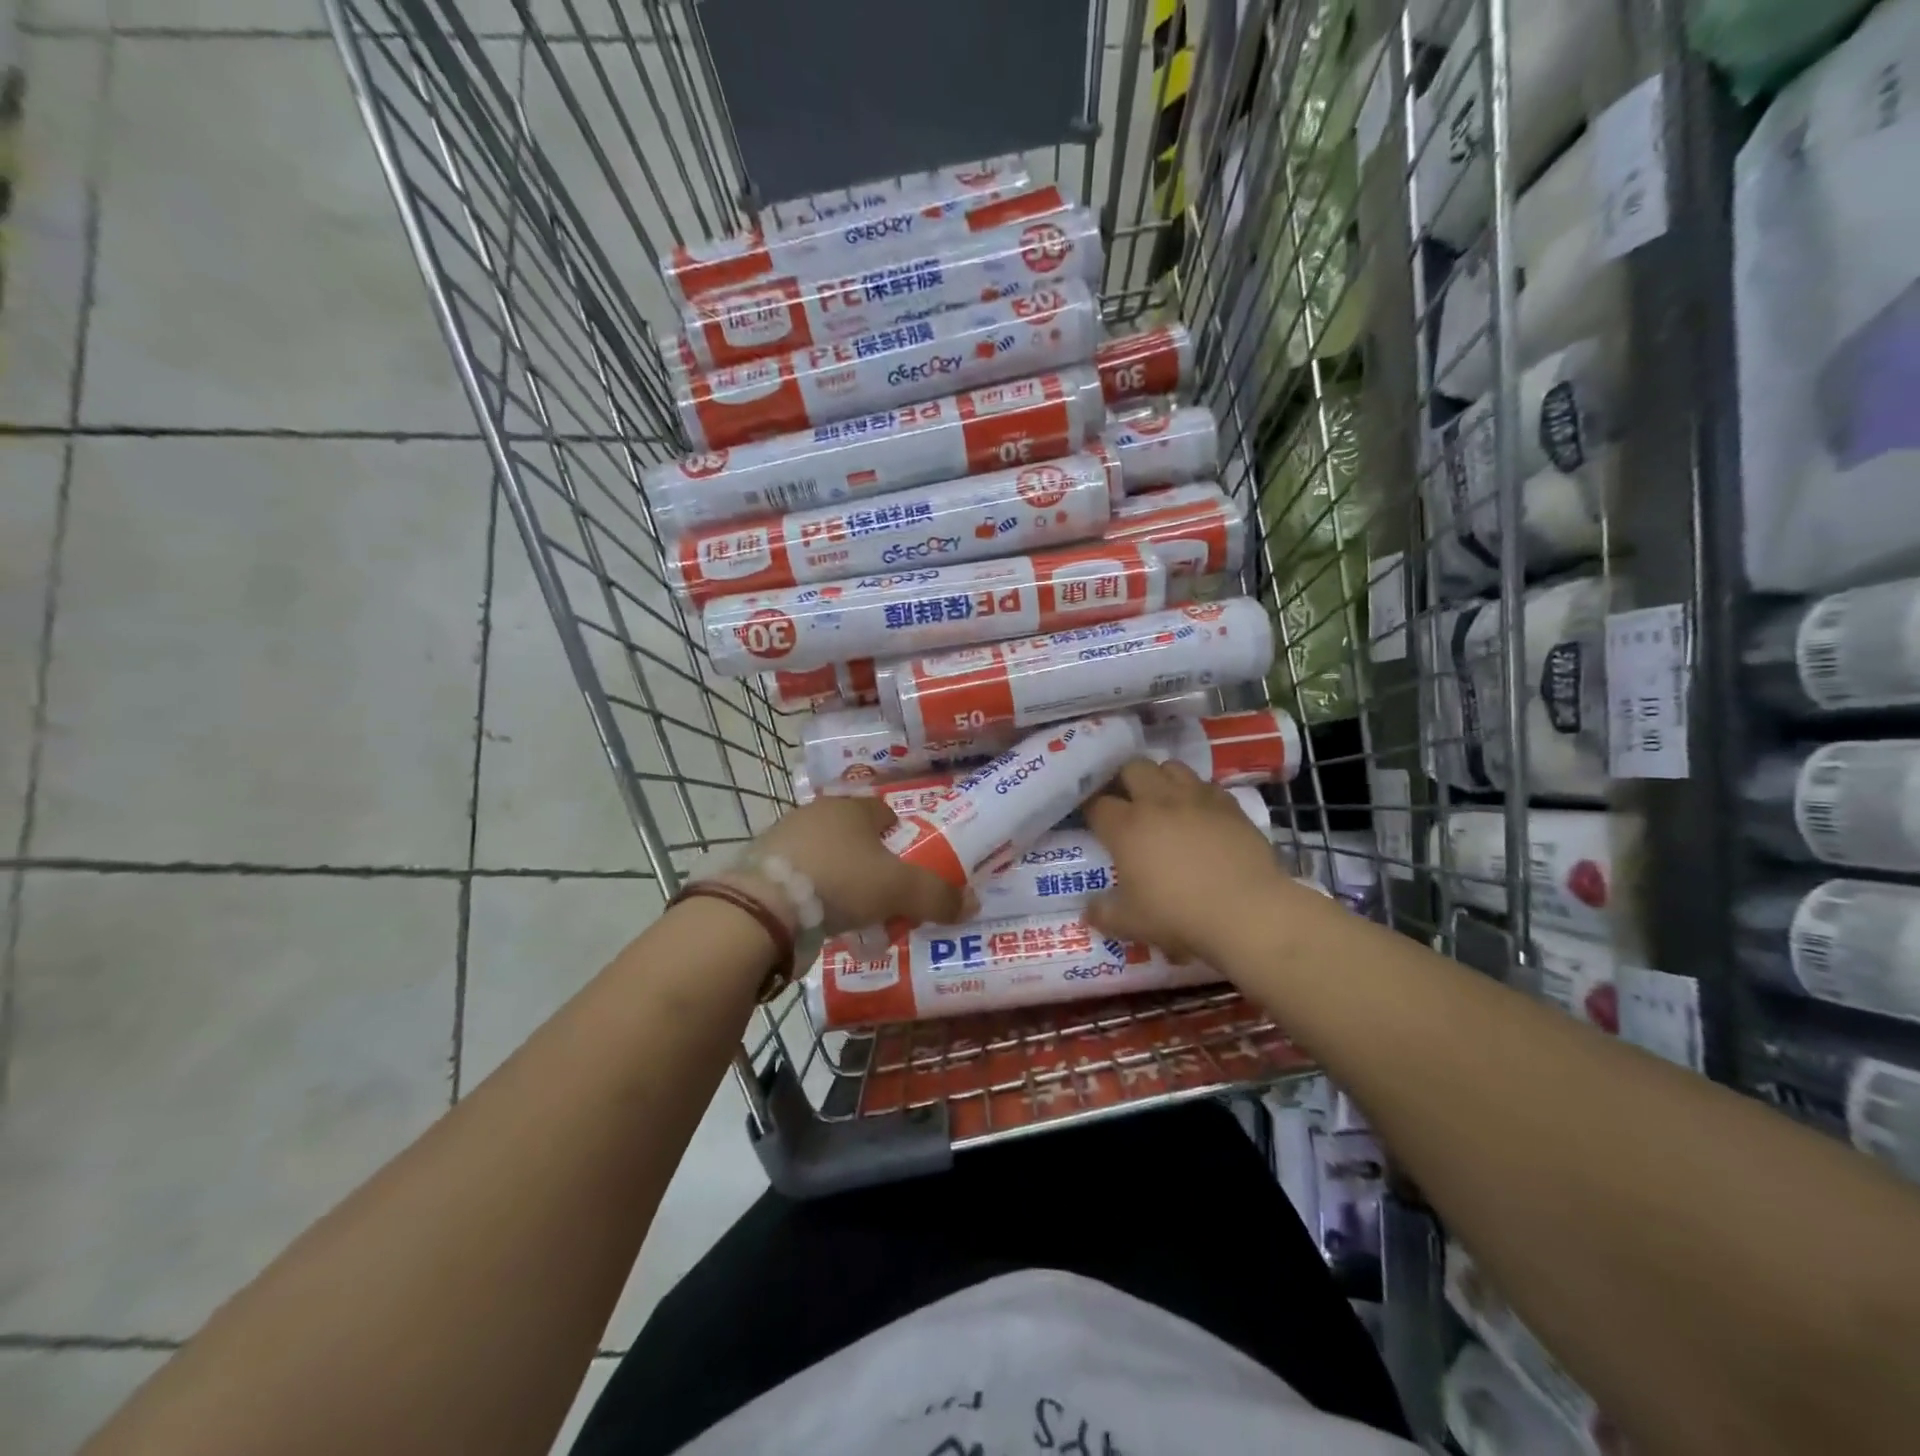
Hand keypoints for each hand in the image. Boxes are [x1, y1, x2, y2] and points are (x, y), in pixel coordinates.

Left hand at [743, 796, 965, 935]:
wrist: (763, 906)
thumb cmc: (841, 881)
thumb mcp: (899, 890)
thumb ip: (937, 896)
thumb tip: (972, 903)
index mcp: (851, 809)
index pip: (884, 813)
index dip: (901, 837)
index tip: (909, 864)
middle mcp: (815, 813)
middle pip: (853, 835)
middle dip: (869, 860)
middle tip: (884, 893)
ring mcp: (782, 838)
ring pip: (824, 855)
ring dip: (838, 877)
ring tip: (850, 912)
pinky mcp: (758, 866)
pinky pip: (796, 877)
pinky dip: (809, 893)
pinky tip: (816, 919)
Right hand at [1084, 759, 1294, 963]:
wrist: (1247, 912)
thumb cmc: (1179, 915)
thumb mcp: (1131, 923)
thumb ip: (1103, 913)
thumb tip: (1087, 910)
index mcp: (1126, 827)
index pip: (1097, 804)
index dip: (1090, 809)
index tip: (1092, 819)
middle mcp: (1157, 802)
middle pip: (1132, 768)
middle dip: (1124, 780)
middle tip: (1126, 802)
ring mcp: (1196, 798)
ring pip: (1171, 766)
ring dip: (1161, 778)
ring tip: (1163, 800)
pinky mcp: (1229, 805)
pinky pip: (1206, 785)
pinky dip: (1197, 793)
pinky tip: (1199, 813)